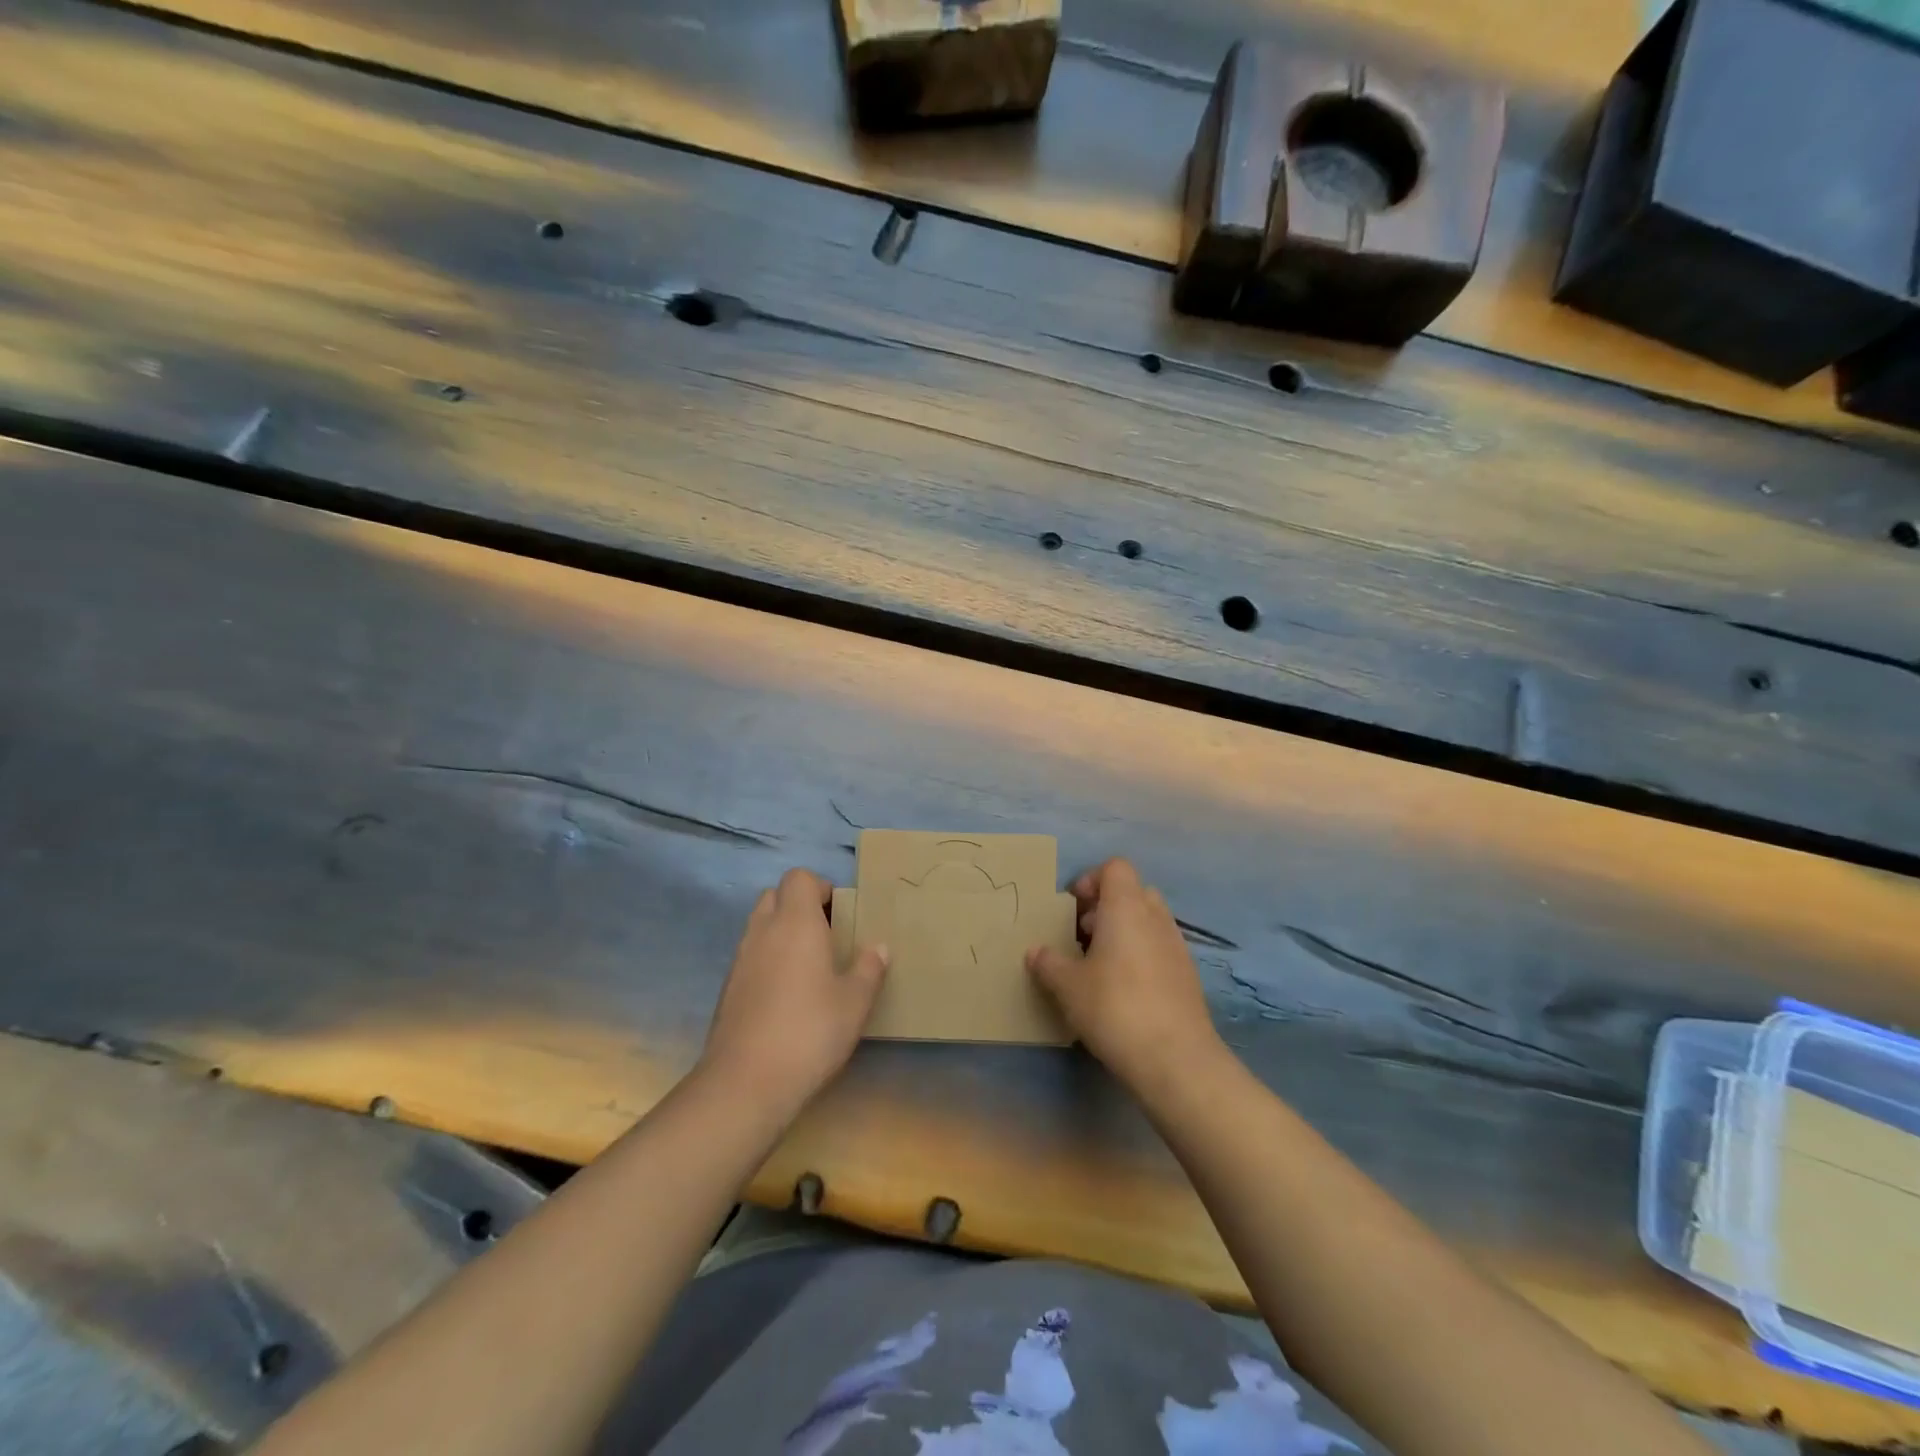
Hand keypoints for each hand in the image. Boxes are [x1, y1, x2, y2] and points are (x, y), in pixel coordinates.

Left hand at [700, 868, 888, 1121]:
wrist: (745, 1082)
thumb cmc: (810, 1031)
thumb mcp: (855, 1002)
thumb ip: (869, 969)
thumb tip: (879, 947)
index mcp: (796, 922)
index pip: (799, 878)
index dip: (820, 887)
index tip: (840, 914)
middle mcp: (763, 931)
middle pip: (775, 896)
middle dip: (799, 906)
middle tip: (826, 936)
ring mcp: (740, 959)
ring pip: (760, 926)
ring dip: (782, 933)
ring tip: (810, 967)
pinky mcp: (728, 988)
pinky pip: (750, 955)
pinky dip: (768, 960)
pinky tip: (787, 996)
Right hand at [1026, 858, 1222, 1094]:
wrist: (1175, 1058)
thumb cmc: (1114, 1007)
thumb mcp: (1068, 986)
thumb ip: (1049, 963)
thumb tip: (1035, 952)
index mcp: (1126, 907)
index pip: (1115, 867)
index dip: (1091, 880)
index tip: (1072, 908)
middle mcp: (1155, 917)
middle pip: (1132, 891)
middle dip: (1106, 906)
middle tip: (1082, 934)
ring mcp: (1176, 945)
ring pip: (1148, 920)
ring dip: (1123, 931)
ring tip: (1099, 964)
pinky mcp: (1187, 974)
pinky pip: (1159, 947)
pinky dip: (1140, 954)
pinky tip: (1123, 989)